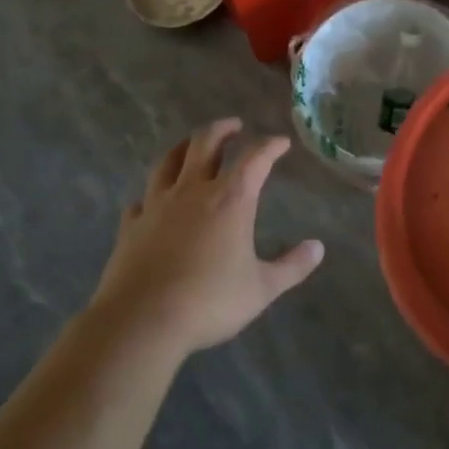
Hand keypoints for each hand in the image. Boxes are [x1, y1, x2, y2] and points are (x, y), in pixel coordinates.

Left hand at [91, 119, 323, 356]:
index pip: (255, 158)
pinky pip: (141, 200)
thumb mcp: (261, 289)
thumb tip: (318, 247)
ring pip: (169, 161)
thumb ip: (292, 266)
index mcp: (230, 199)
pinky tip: (152, 200)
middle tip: (234, 126)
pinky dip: (150, 195)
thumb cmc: (208, 302)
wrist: (141, 322)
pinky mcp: (131, 226)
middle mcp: (193, 191)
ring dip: (184, 147)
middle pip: (206, 142)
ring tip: (192, 145)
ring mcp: (157, 205)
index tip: (281, 142)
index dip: (270, 146)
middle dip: (223, 129)